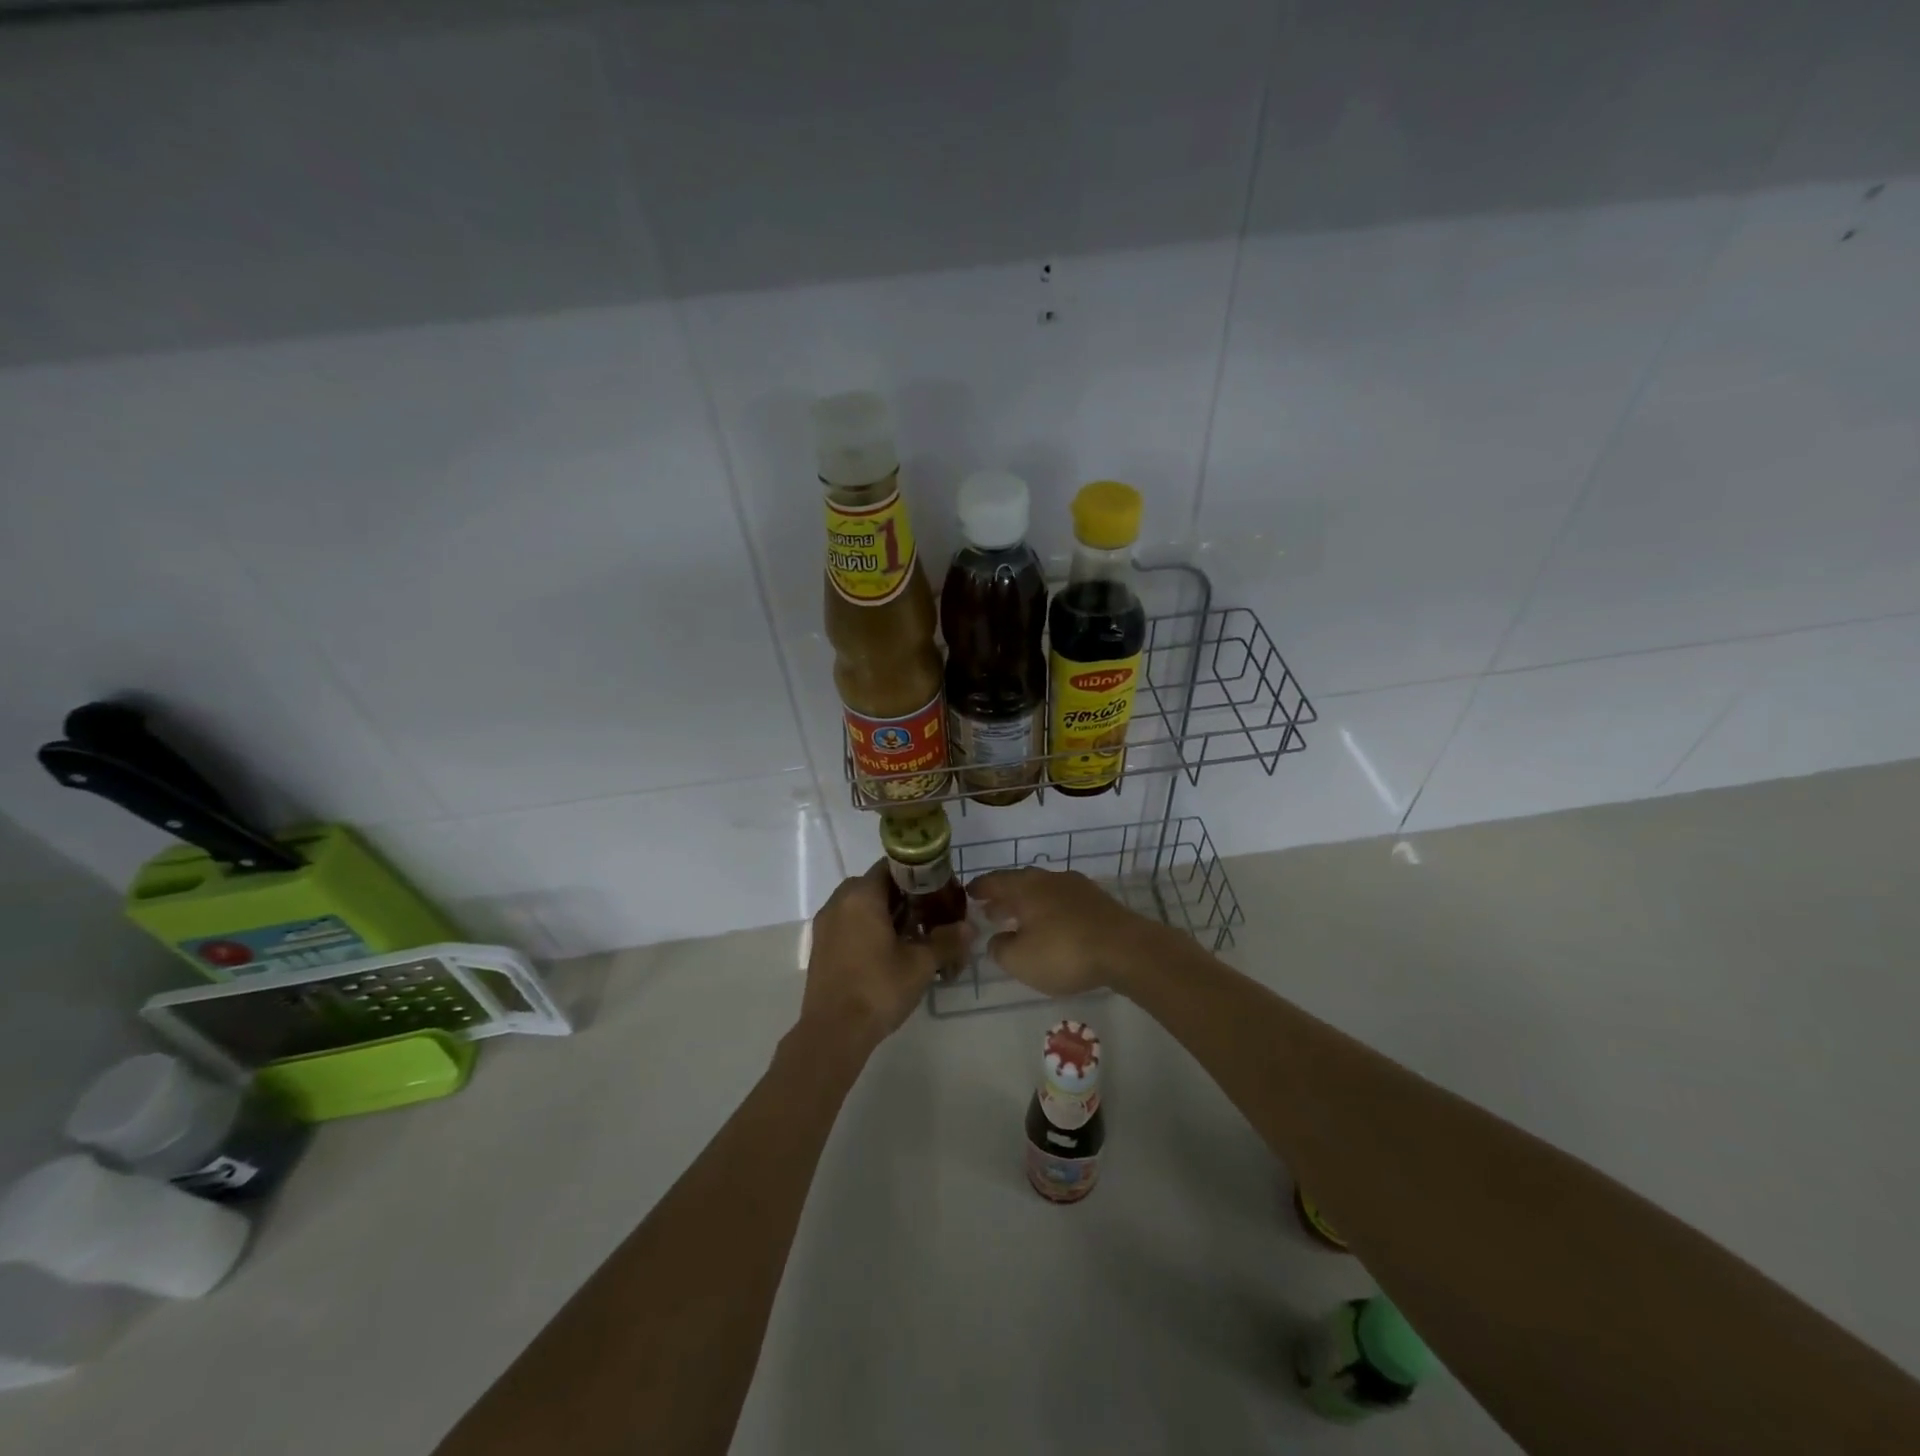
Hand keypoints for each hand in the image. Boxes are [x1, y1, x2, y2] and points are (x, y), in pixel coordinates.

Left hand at [798, 862, 971, 1059]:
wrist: (833, 1033)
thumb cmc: (878, 988)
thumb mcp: (921, 964)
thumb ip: (947, 940)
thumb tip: (969, 928)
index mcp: (862, 895)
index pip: (894, 866)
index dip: (920, 876)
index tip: (941, 892)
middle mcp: (839, 901)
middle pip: (879, 885)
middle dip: (907, 898)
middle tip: (932, 917)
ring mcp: (826, 924)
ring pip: (864, 906)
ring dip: (889, 915)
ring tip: (915, 938)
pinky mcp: (821, 946)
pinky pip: (851, 923)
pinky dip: (871, 929)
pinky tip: (891, 953)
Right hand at [966, 867, 1158, 997]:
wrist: (1126, 949)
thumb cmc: (1065, 952)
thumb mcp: (1020, 960)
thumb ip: (1000, 949)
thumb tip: (997, 939)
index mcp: (1026, 887)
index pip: (995, 881)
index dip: (980, 888)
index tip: (968, 892)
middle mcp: (1050, 879)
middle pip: (1020, 884)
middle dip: (1004, 898)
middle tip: (990, 911)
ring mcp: (1077, 888)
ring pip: (1044, 892)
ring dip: (1028, 906)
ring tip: (1020, 923)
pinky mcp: (1099, 902)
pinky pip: (1064, 902)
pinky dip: (1050, 912)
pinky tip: (1053, 929)